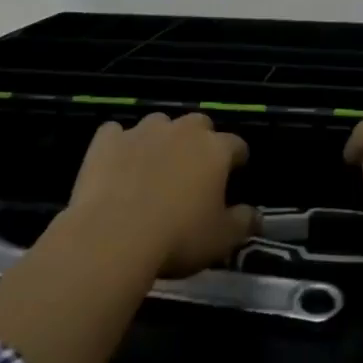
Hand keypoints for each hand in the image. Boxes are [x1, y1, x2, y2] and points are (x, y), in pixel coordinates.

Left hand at [67, 113, 254, 275]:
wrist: (112, 237)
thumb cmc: (178, 237)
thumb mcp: (222, 239)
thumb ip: (243, 222)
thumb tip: (255, 215)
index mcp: (216, 150)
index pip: (237, 145)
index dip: (237, 160)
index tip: (234, 174)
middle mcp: (182, 131)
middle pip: (199, 124)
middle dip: (200, 140)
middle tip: (193, 169)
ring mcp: (142, 131)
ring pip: (159, 123)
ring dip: (161, 138)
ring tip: (154, 165)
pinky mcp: (107, 140)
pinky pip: (116, 132)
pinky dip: (120, 144)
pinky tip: (117, 163)